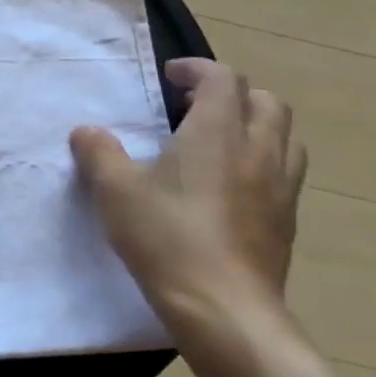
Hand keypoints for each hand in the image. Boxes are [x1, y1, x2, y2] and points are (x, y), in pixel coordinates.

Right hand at [71, 58, 306, 341]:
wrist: (223, 307)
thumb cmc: (166, 237)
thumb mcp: (115, 191)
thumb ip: (98, 153)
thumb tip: (88, 132)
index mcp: (217, 133)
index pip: (222, 79)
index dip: (197, 69)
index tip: (170, 76)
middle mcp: (258, 150)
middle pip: (265, 101)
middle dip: (232, 94)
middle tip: (195, 107)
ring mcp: (280, 187)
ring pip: (285, 136)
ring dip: (256, 125)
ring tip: (221, 142)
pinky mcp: (287, 221)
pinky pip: (285, 172)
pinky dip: (263, 161)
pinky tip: (233, 186)